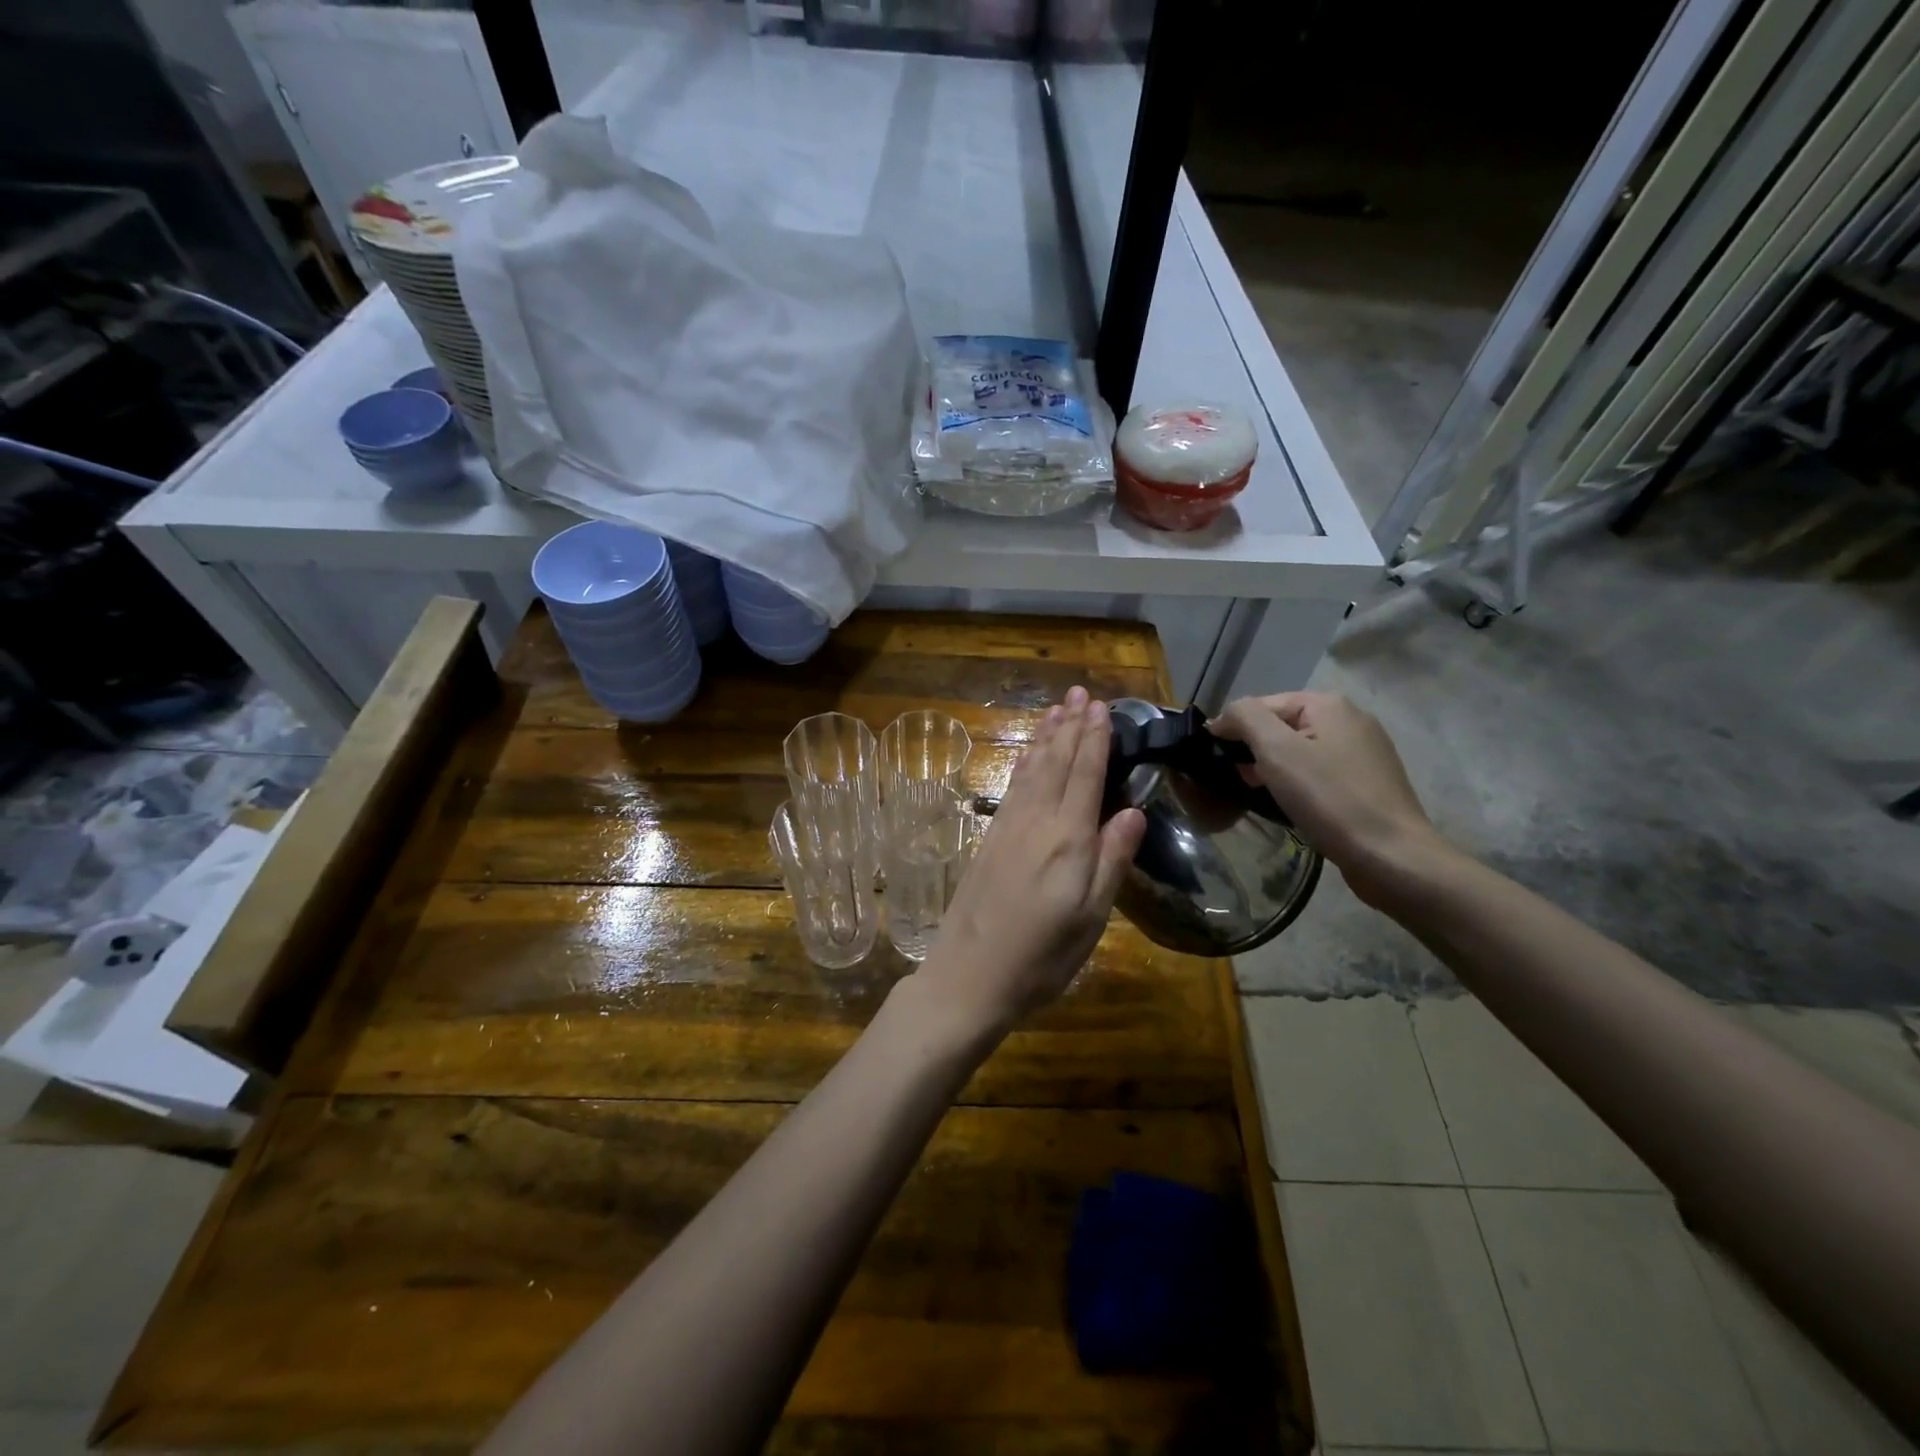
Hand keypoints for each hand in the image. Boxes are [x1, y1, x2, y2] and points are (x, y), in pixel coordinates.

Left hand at [913, 686, 1145, 1041]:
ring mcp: (1008, 828)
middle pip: (1057, 763)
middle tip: (1080, 692)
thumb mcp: (1091, 919)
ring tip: (1056, 709)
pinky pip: (1014, 788)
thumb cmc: (1041, 957)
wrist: (968, 977)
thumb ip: (1111, 861)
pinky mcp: (990, 840)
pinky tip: (1029, 756)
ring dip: (1046, 738)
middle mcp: (1037, 823)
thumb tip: (1134, 810)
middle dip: (1071, 726)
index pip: (1086, 775)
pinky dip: (1025, 763)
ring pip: (1032, 770)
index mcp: (1068, 840)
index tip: (1101, 706)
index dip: (1095, 739)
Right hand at [1211, 691, 1447, 907]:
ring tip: (1259, 793)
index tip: (1213, 759)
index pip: (1262, 704)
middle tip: (1236, 780)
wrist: (1391, 856)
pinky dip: (1298, 782)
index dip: (1233, 728)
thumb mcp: (1276, 751)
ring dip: (1274, 768)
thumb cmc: (1329, 799)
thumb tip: (1223, 717)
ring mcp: (1365, 751)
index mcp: (1329, 704)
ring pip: (1301, 750)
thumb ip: (1245, 718)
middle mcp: (1350, 719)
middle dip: (1254, 749)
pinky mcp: (1369, 781)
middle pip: (1283, 725)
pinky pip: (1320, 771)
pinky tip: (1291, 804)